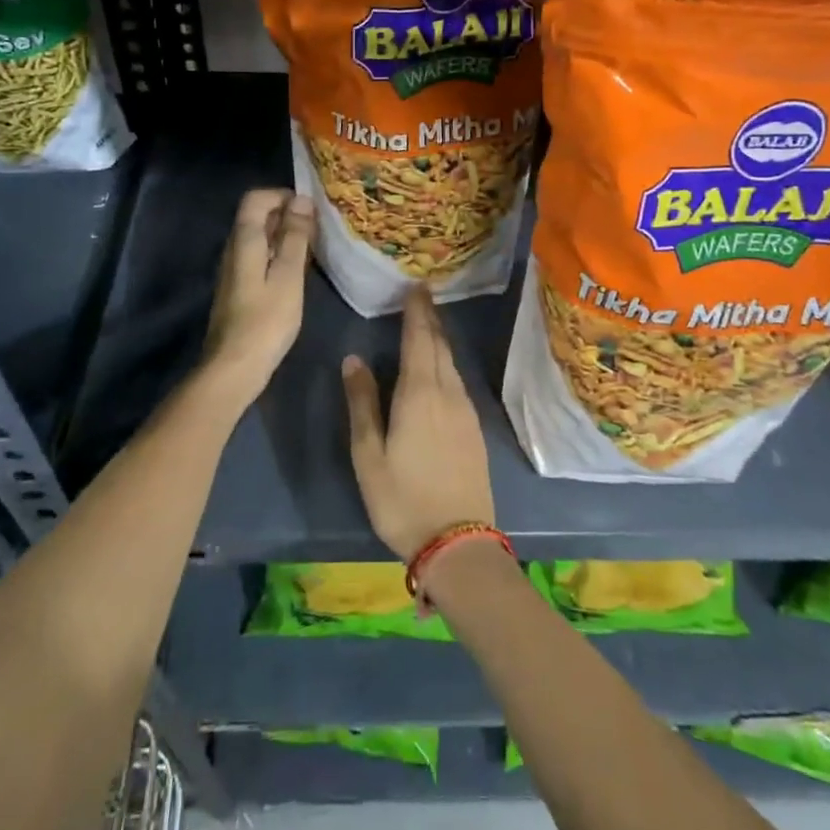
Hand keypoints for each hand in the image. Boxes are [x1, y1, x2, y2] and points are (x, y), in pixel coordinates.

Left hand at [202, 189, 315, 397]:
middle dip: (287, 214)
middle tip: (318, 228)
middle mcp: (233, 249)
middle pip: (256, 216)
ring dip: (284, 235)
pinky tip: (297, 272)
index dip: (283, 195)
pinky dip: (278, 255)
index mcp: (244, 240)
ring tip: (313, 248)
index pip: (256, 198)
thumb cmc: (266, 320)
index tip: (310, 209)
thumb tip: (302, 200)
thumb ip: (295, 237)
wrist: (234, 367)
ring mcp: (233, 269)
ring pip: (258, 237)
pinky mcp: (238, 288)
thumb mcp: (289, 276)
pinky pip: (258, 257)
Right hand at [343, 287, 495, 561]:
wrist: (458, 542)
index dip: (416, 311)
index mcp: (420, 393)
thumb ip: (362, 403)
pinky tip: (441, 367)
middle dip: (429, 318)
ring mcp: (466, 411)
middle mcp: (448, 393)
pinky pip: (459, 381)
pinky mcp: (475, 429)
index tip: (416, 286)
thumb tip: (353, 359)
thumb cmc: (402, 499)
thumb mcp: (368, 454)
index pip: (419, 339)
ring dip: (440, 339)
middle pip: (439, 345)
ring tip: (428, 323)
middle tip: (421, 296)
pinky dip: (448, 362)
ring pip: (452, 362)